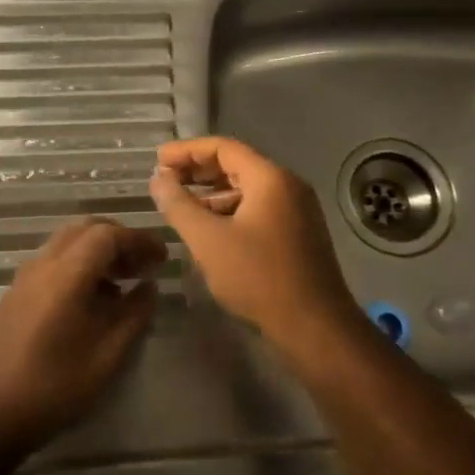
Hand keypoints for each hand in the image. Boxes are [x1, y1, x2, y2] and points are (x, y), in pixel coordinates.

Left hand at [0, 218, 165, 448]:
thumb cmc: (56, 386)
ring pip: (67, 242)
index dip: (139, 239)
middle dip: (119, 239)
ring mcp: (25, 277)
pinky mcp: (16, 293)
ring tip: (123, 281)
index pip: (108, 235)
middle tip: (143, 263)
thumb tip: (149, 287)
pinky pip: (53, 261)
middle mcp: (44, 264)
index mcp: (67, 274)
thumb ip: (134, 314)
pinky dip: (79, 264)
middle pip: (85, 229)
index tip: (162, 257)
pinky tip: (93, 298)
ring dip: (98, 250)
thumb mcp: (108, 355)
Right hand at [149, 137, 364, 356]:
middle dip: (198, 170)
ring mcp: (297, 210)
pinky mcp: (298, 233)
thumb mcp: (209, 241)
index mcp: (270, 178)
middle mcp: (288, 185)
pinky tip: (209, 230)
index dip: (187, 150)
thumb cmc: (259, 278)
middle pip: (237, 165)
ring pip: (247, 189)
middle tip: (165, 178)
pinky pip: (258, 209)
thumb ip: (179, 206)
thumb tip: (158, 179)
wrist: (315, 327)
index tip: (158, 158)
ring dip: (213, 193)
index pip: (223, 147)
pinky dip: (230, 211)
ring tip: (181, 205)